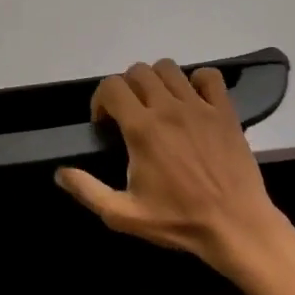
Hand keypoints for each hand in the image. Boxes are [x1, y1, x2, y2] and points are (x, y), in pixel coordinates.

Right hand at [55, 59, 294, 278]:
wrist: (235, 225)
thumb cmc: (178, 221)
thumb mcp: (123, 215)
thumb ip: (88, 190)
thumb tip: (60, 172)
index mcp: (142, 129)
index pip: (111, 86)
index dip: (101, 100)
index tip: (105, 124)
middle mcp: (168, 108)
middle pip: (138, 71)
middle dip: (126, 89)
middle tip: (129, 115)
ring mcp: (199, 106)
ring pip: (169, 69)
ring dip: (157, 81)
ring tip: (158, 105)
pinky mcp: (225, 111)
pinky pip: (209, 76)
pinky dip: (197, 81)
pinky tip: (192, 102)